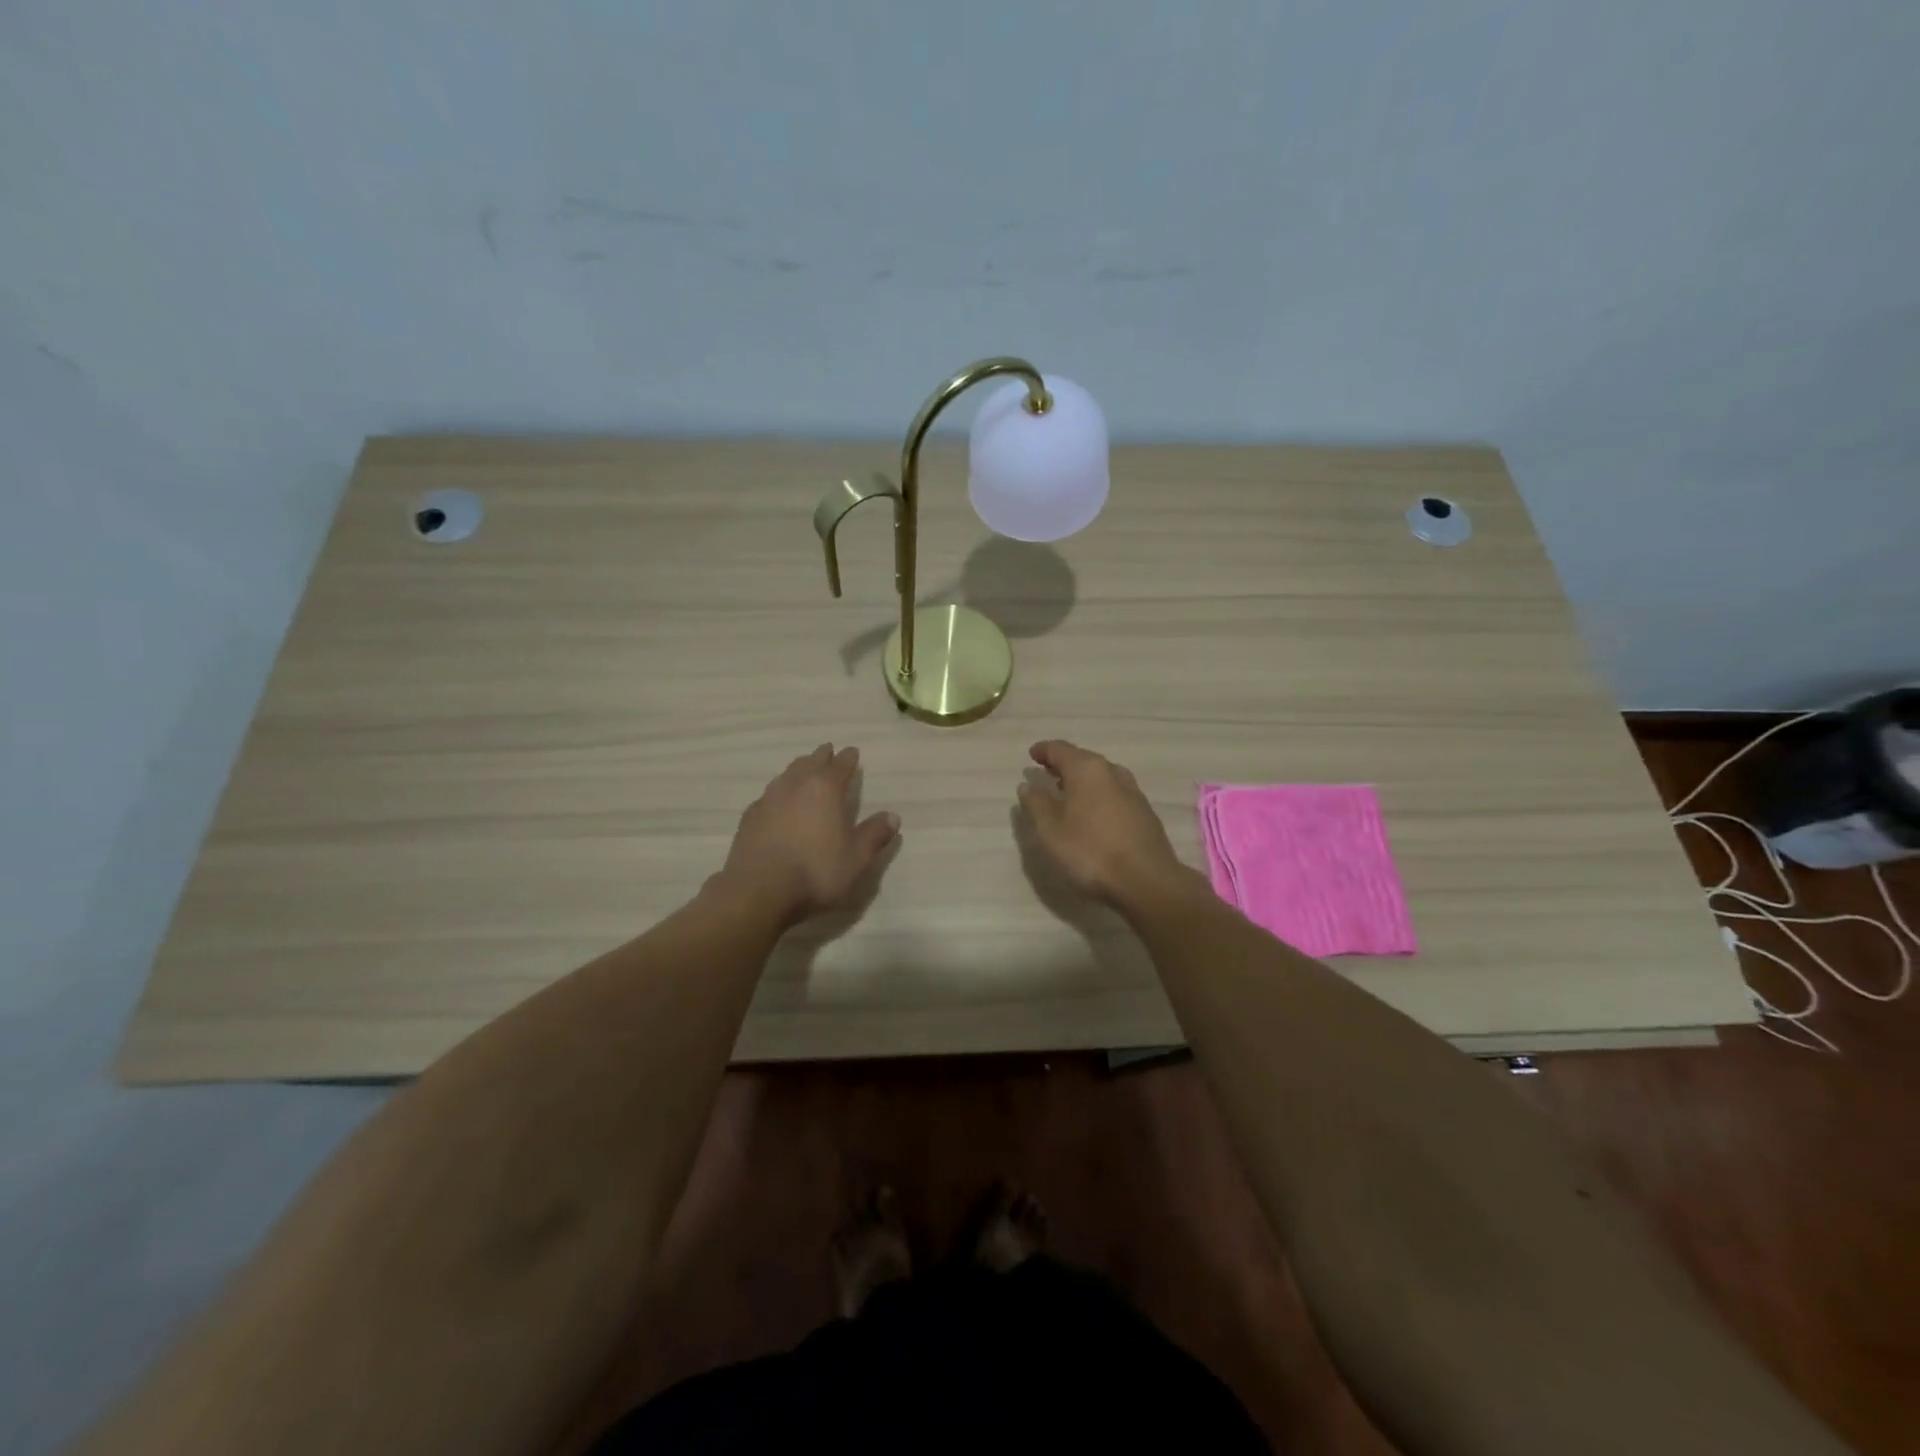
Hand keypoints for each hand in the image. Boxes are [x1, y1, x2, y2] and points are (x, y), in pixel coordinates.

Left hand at [718, 744, 899, 927]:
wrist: (759, 891)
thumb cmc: (816, 871)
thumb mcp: (857, 858)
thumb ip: (874, 834)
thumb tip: (892, 816)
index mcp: (825, 789)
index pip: (840, 765)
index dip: (848, 758)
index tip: (852, 751)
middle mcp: (795, 786)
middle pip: (810, 762)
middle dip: (821, 757)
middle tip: (828, 751)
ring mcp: (768, 800)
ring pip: (787, 775)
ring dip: (798, 770)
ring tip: (804, 770)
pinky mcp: (749, 818)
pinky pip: (768, 795)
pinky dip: (779, 792)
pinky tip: (778, 802)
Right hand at [1018, 740, 1184, 907]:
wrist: (1147, 882)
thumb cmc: (1090, 852)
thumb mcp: (1050, 831)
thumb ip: (1036, 804)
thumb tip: (1029, 784)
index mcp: (1087, 770)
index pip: (1061, 749)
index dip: (1044, 750)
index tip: (1032, 754)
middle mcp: (1112, 773)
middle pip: (1084, 760)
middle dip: (1064, 765)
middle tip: (1047, 773)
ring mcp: (1133, 793)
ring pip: (1102, 777)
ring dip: (1083, 781)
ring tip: (1069, 794)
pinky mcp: (1145, 814)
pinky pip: (1115, 795)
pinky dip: (1099, 796)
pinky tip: (1094, 814)